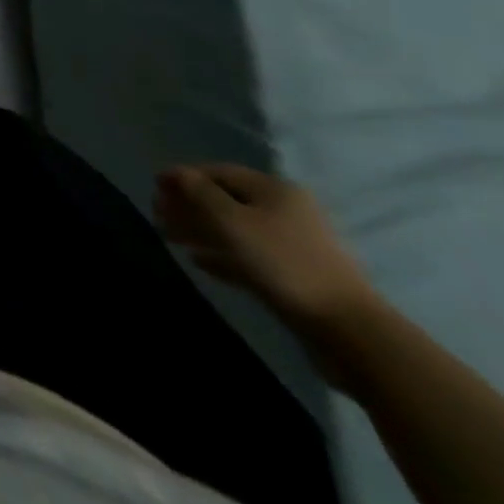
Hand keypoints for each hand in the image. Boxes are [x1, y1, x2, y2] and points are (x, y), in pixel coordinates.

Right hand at [155, 163, 379, 341]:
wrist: (349, 332)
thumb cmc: (283, 263)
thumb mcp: (232, 221)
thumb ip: (200, 193)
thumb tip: (178, 174)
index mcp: (274, 190)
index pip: (218, 172)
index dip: (183, 176)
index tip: (154, 186)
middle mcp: (284, 211)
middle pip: (225, 200)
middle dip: (189, 205)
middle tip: (157, 215)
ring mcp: (292, 245)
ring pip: (234, 229)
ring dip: (201, 230)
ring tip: (170, 238)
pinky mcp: (294, 276)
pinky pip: (247, 256)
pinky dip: (221, 255)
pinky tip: (199, 262)